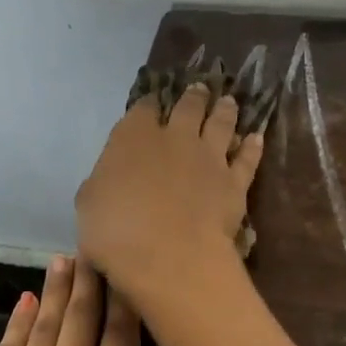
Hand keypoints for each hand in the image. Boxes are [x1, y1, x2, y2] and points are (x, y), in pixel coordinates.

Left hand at [0, 256, 184, 345]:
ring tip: (63, 259)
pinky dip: (17, 323)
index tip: (129, 265)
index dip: (126, 301)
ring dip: (56, 292)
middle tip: (93, 245)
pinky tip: (24, 303)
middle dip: (90, 283)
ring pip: (45, 328)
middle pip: (81, 323)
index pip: (122, 341)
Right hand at [75, 85, 265, 304]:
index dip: (148, 104)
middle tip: (200, 89)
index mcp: (133, 137)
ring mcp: (209, 157)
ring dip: (225, 110)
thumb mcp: (88, 204)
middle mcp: (175, 137)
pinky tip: (256, 138)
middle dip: (193, 97)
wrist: (170, 257)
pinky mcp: (234, 181)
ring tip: (229, 101)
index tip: (152, 102)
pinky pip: (247, 158)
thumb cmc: (116, 232)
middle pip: (188, 107)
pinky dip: (252, 146)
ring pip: (222, 124)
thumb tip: (108, 177)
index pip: (143, 109)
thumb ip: (101, 182)